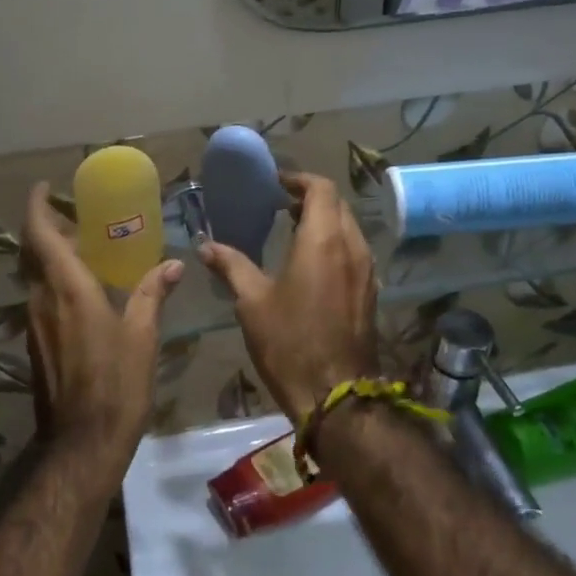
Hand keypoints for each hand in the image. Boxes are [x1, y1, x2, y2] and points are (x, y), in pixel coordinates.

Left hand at [21, 183, 182, 490]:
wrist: (82, 443)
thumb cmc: (117, 385)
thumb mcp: (142, 336)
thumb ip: (151, 294)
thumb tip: (172, 265)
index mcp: (68, 290)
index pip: (40, 235)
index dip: (37, 206)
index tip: (45, 187)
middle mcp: (42, 300)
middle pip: (33, 252)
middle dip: (47, 228)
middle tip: (76, 217)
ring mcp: (34, 324)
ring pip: (35, 276)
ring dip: (51, 257)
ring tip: (86, 250)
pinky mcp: (35, 345)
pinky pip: (41, 299)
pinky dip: (55, 283)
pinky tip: (85, 293)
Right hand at [197, 172, 378, 425]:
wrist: (335, 395)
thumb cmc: (290, 342)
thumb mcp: (252, 302)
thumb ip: (231, 265)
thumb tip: (206, 246)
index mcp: (324, 240)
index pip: (321, 189)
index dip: (298, 180)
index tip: (275, 184)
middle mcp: (352, 247)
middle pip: (337, 205)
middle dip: (310, 199)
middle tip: (278, 205)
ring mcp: (366, 271)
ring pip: (348, 228)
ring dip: (323, 221)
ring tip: (291, 230)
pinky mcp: (370, 292)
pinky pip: (353, 252)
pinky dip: (333, 244)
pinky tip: (309, 264)